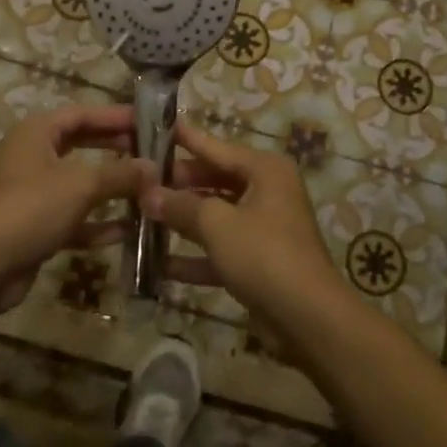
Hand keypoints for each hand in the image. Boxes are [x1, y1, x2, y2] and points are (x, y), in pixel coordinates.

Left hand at [0, 104, 151, 313]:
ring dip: (111, 188)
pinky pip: (74, 218)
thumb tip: (154, 167)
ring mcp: (33, 193)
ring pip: (79, 184)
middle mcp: (33, 156)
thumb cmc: (31, 208)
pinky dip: (97, 223)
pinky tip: (127, 230)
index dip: (115, 116)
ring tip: (147, 190)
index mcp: (37, 132)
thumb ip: (120, 174)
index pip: (82, 113)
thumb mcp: (81, 184)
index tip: (149, 122)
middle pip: (81, 145)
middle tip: (152, 153)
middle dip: (116, 149)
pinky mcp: (36, 227)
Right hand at [142, 122, 341, 321]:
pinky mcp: (258, 261)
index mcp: (265, 170)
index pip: (216, 147)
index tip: (156, 127)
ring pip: (216, 215)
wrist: (308, 318)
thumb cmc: (263, 254)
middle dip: (178, 185)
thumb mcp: (217, 224)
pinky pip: (221, 249)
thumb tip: (148, 193)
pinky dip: (195, 256)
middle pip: (214, 180)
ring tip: (140, 216)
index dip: (185, 139)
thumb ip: (181, 206)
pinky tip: (159, 265)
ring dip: (182, 221)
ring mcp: (264, 228)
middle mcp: (267, 191)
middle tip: (139, 180)